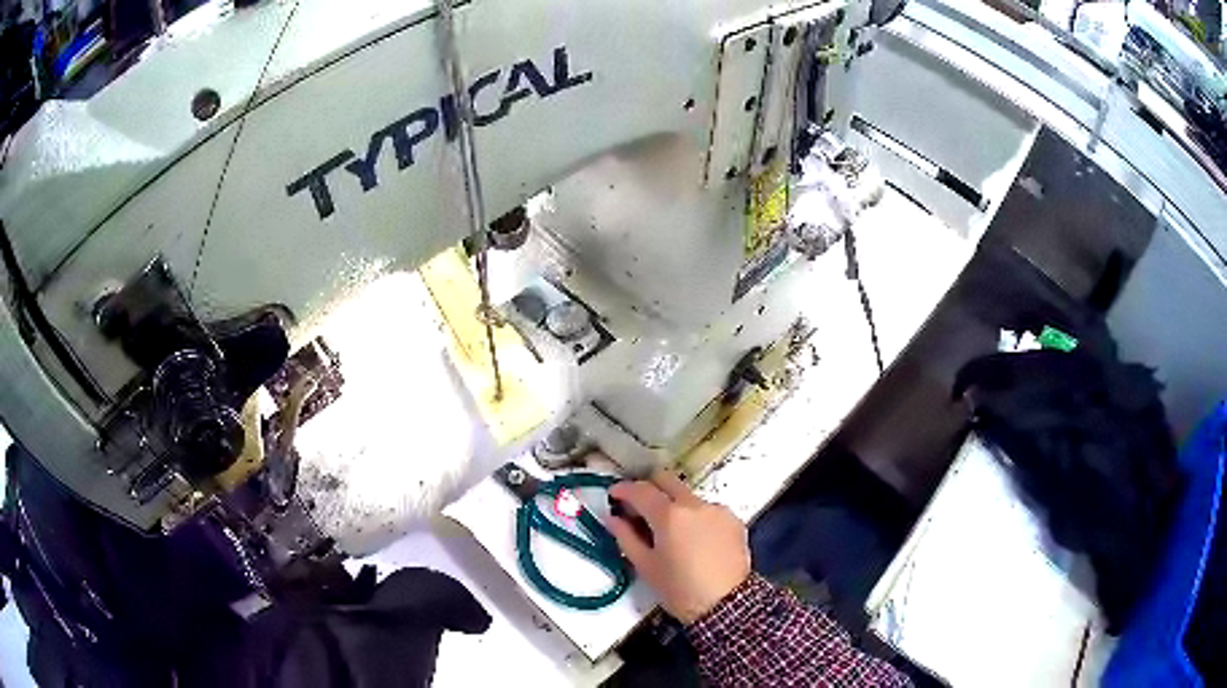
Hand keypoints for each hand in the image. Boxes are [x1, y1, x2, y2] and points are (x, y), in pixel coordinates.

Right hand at [607, 471, 750, 623]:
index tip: (613, 496)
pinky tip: (693, 539)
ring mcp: (717, 509)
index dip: (623, 490)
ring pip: (688, 495)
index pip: (640, 490)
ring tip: (669, 530)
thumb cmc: (679, 589)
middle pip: (666, 479)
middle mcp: (694, 503)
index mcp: (669, 515)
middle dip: (649, 487)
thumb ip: (626, 537)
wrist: (726, 604)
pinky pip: (707, 509)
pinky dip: (695, 517)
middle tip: (639, 507)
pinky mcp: (733, 519)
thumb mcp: (646, 566)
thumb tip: (613, 518)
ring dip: (674, 504)